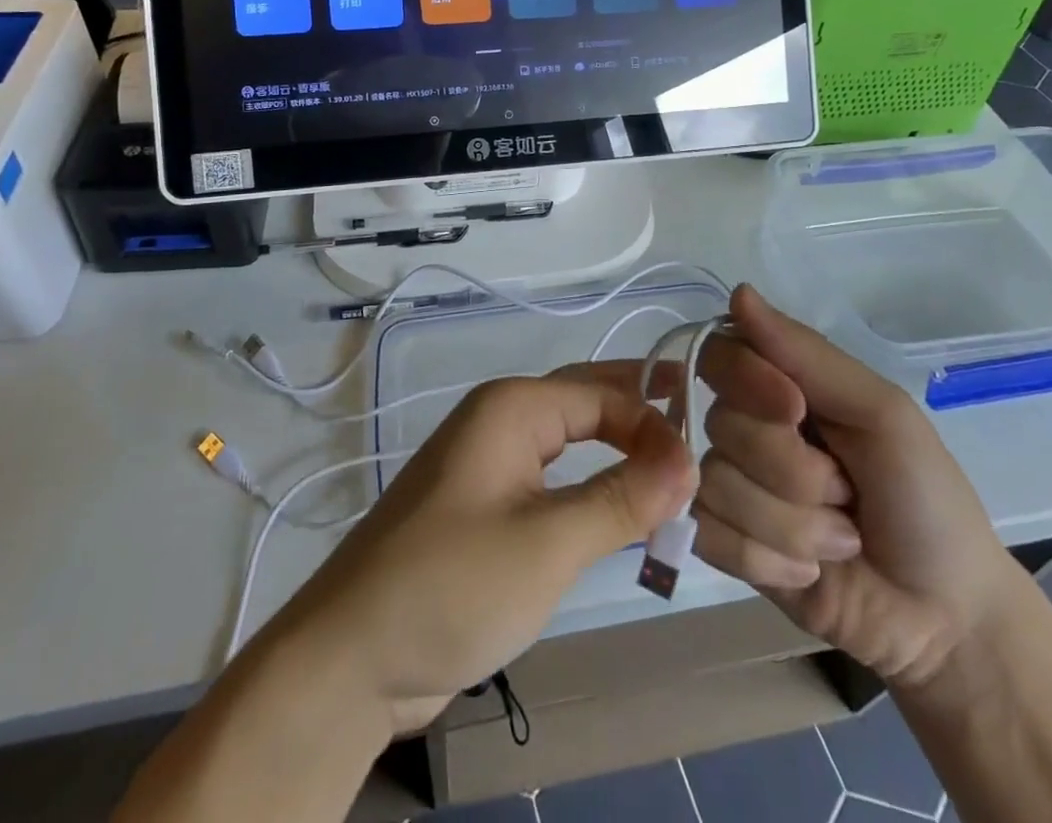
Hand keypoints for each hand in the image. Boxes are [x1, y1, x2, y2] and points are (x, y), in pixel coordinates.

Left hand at [262, 368, 695, 736]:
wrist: (352, 656)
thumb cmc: (453, 584)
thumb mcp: (548, 543)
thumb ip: (620, 499)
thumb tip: (687, 461)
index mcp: (511, 408)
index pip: (602, 394)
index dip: (654, 423)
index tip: (700, 470)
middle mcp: (499, 422)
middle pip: (584, 404)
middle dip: (639, 417)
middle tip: (699, 439)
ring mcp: (489, 465)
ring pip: (569, 444)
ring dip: (618, 455)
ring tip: (671, 477)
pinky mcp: (485, 508)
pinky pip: (551, 481)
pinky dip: (590, 489)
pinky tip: (619, 509)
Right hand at [692, 287, 1026, 693]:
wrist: (947, 618)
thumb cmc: (924, 498)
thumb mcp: (881, 413)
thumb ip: (808, 354)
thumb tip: (738, 292)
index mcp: (780, 387)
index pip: (721, 354)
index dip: (747, 380)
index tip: (796, 411)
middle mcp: (747, 429)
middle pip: (720, 425)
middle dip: (792, 471)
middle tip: (846, 494)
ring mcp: (732, 488)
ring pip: (716, 485)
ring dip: (791, 524)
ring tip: (840, 541)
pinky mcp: (724, 545)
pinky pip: (708, 534)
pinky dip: (765, 559)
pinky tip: (807, 572)